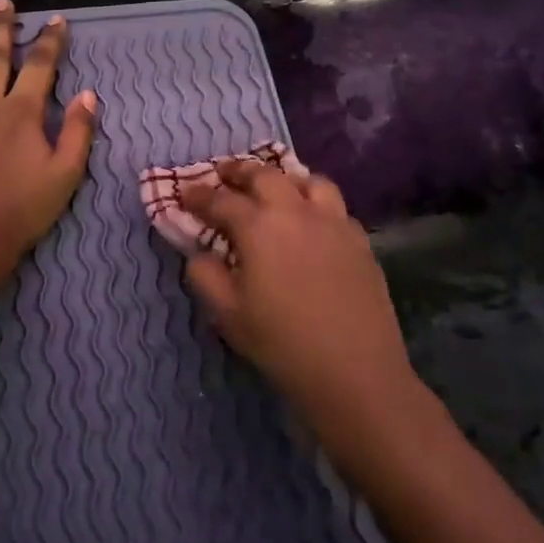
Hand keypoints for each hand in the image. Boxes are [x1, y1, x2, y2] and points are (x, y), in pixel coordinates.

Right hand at [181, 160, 414, 423]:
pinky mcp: (359, 240)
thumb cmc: (282, 343)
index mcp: (258, 226)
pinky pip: (335, 207)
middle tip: (223, 174)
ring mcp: (333, 222)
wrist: (355, 372)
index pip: (220, 199)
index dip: (198, 194)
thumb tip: (200, 252)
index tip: (184, 192)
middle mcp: (296, 211)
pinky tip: (312, 222)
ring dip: (284, 178)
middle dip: (239, 171)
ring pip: (308, 181)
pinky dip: (316, 203)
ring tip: (274, 188)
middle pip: (265, 175)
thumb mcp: (227, 314)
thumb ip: (205, 274)